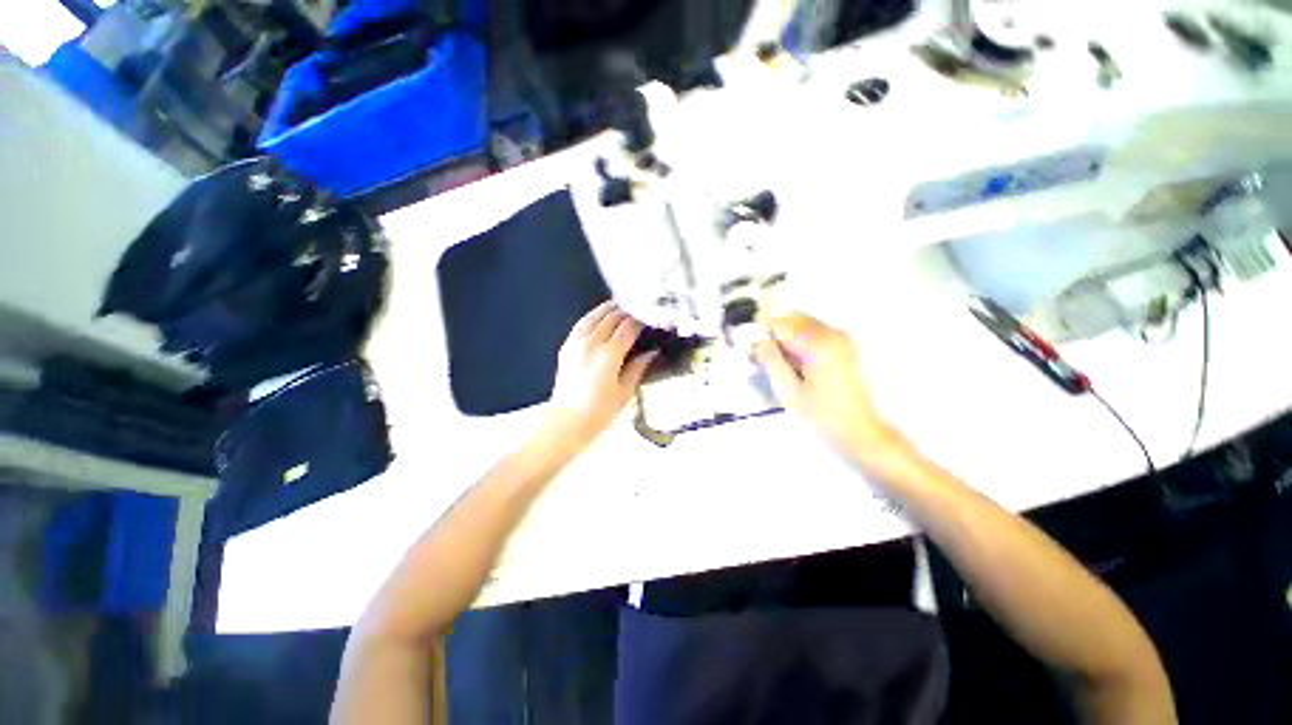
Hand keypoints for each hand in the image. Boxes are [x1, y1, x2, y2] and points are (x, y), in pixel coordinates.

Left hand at [546, 301, 656, 446]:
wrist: (566, 421)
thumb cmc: (599, 411)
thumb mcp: (625, 392)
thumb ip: (638, 368)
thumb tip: (651, 353)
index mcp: (609, 355)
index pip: (628, 328)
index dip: (640, 321)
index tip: (649, 319)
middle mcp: (591, 344)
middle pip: (611, 318)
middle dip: (626, 313)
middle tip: (637, 311)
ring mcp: (576, 343)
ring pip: (594, 316)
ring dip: (608, 310)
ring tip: (619, 306)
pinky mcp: (566, 347)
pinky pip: (580, 324)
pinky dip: (592, 317)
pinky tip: (598, 316)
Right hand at [755, 313, 900, 461]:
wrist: (859, 432)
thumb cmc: (821, 416)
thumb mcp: (788, 391)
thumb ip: (771, 361)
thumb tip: (758, 341)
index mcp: (819, 344)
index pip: (780, 324)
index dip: (762, 336)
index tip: (755, 355)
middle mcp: (832, 333)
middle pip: (792, 319)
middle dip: (775, 336)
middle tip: (765, 361)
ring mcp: (840, 339)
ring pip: (802, 325)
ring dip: (786, 340)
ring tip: (780, 366)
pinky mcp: (843, 347)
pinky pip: (813, 334)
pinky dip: (799, 344)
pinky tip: (796, 366)